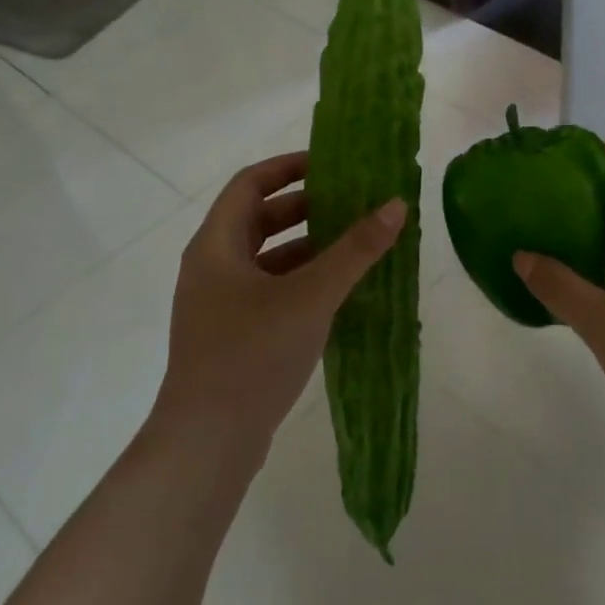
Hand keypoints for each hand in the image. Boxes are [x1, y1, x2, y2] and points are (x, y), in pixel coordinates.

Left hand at [155, 152, 404, 468]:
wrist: (208, 441)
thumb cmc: (252, 354)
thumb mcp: (311, 296)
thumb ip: (355, 250)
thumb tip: (396, 205)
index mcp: (216, 245)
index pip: (250, 184)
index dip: (289, 167)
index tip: (332, 163)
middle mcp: (212, 267)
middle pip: (260, 219)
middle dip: (307, 207)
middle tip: (353, 203)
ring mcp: (219, 304)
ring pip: (267, 258)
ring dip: (309, 246)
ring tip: (355, 245)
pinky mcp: (232, 334)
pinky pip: (270, 290)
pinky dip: (302, 280)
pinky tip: (338, 293)